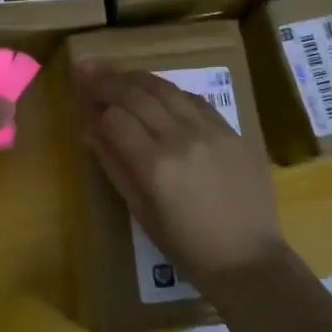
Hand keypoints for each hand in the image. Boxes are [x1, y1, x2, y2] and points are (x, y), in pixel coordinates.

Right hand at [74, 65, 283, 285]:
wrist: (249, 259)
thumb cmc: (188, 248)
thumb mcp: (142, 213)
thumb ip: (115, 165)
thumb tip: (89, 130)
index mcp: (156, 166)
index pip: (115, 118)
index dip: (95, 107)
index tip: (82, 101)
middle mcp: (181, 138)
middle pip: (137, 94)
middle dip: (109, 81)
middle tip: (89, 71)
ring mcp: (209, 130)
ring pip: (166, 88)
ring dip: (137, 78)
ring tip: (118, 75)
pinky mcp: (230, 129)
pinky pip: (193, 99)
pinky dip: (170, 92)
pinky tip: (158, 93)